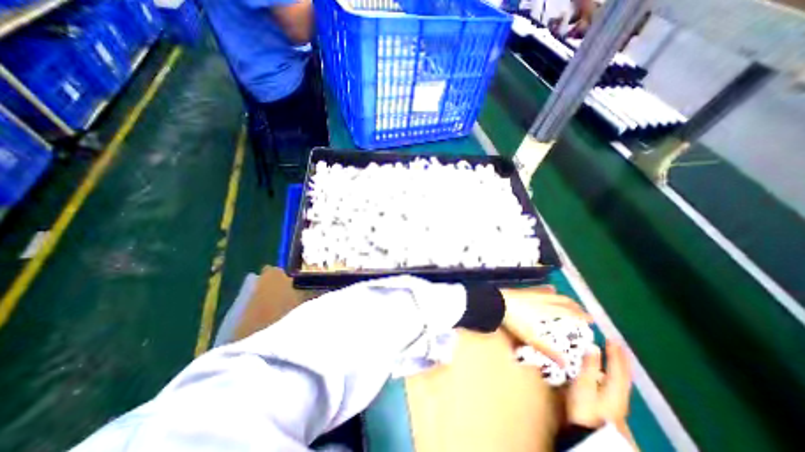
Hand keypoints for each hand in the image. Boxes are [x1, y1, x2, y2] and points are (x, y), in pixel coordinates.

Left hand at [501, 286, 592, 366]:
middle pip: (563, 301)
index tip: (591, 319)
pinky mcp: (524, 290)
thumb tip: (566, 364)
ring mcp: (533, 293)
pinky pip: (540, 288)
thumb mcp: (530, 337)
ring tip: (568, 301)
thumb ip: (547, 350)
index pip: (569, 312)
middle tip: (582, 311)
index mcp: (547, 311)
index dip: (581, 315)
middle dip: (575, 306)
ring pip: (553, 294)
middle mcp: (543, 299)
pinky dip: (548, 289)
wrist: (496, 303)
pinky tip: (548, 288)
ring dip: (563, 297)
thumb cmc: (513, 320)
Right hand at [561, 341, 631, 428]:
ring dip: (620, 367)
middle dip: (621, 360)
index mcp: (614, 388)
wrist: (589, 436)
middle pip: (624, 375)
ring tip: (616, 357)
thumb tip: (593, 347)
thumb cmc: (584, 408)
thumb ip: (589, 367)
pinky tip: (608, 377)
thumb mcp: (584, 385)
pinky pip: (618, 386)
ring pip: (623, 382)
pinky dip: (616, 376)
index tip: (611, 339)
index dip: (615, 353)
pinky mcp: (612, 408)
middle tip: (618, 345)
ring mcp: (617, 403)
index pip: (617, 367)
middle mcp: (620, 395)